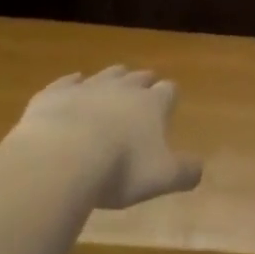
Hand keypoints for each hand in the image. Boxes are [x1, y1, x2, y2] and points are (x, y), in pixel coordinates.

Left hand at [12, 65, 202, 209]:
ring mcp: (87, 87)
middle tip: (144, 91)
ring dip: (113, 79)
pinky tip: (72, 85)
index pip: (168, 90)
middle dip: (144, 82)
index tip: (169, 104)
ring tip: (114, 85)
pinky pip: (67, 82)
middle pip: (139, 77)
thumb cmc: (119, 169)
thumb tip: (199, 170)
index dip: (169, 97)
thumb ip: (185, 173)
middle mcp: (123, 89)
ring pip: (107, 74)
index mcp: (152, 104)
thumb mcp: (162, 178)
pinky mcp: (55, 94)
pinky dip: (72, 83)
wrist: (61, 159)